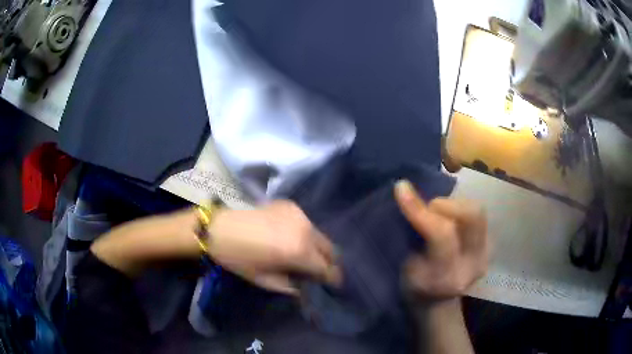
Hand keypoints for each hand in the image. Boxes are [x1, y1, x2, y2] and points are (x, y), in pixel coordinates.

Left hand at [208, 201, 340, 294]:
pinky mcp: (291, 205)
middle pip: (330, 249)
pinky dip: (305, 234)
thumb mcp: (265, 280)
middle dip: (328, 262)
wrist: (220, 228)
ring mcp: (300, 215)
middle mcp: (306, 230)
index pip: (327, 268)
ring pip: (320, 235)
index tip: (333, 285)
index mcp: (299, 252)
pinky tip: (292, 238)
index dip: (333, 278)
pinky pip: (307, 223)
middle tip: (320, 271)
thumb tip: (305, 287)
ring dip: (317, 248)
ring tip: (305, 256)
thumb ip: (291, 286)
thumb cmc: (239, 258)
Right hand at [395, 180, 489, 299]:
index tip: (401, 188)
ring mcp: (486, 256)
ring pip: (478, 211)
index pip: (441, 234)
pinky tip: (451, 222)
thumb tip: (405, 192)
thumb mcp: (404, 268)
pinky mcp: (492, 248)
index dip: (420, 209)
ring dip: (454, 206)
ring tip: (440, 216)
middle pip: (472, 215)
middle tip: (429, 210)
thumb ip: (408, 235)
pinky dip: (461, 212)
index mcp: (445, 276)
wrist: (439, 303)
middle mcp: (472, 265)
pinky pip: (480, 217)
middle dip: (446, 204)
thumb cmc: (414, 288)